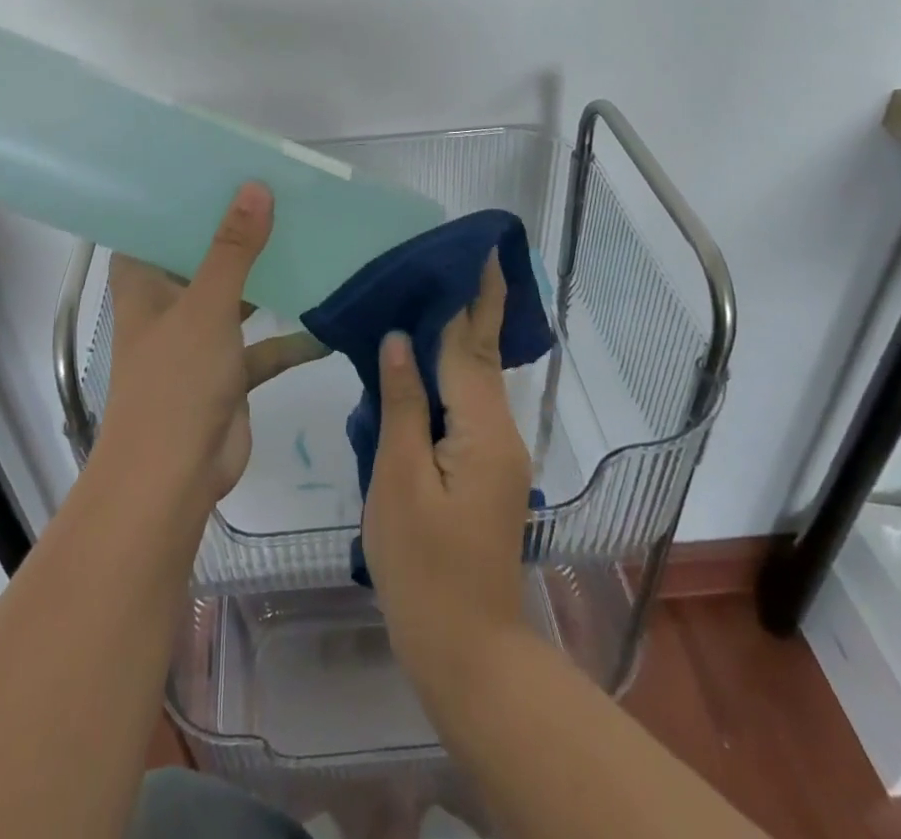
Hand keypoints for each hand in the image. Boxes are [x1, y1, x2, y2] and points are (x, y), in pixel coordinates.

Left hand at [100, 182, 327, 505]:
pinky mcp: (226, 374)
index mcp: (144, 283)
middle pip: (201, 258)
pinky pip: (261, 347)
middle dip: (236, 234)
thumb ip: (233, 248)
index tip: (218, 169)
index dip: (181, 199)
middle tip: (278, 195)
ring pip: (236, 300)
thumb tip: (255, 188)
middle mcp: (167, 306)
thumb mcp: (207, 305)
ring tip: (307, 242)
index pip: (155, 227)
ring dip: (266, 282)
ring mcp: (198, 341)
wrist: (173, 479)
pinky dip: (289, 339)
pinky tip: (327, 325)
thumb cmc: (176, 380)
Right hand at [363, 252, 533, 690]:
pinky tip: (427, 362)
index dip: (471, 297)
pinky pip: (467, 406)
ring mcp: (497, 455)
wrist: (466, 652)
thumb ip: (403, 405)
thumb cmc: (422, 568)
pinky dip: (451, 373)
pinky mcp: (486, 472)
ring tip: (436, 293)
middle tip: (463, 257)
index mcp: (483, 430)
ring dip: (461, 336)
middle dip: (475, 305)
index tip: (478, 249)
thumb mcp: (399, 481)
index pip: (470, 345)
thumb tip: (401, 340)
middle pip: (482, 356)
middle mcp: (501, 433)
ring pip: (476, 381)